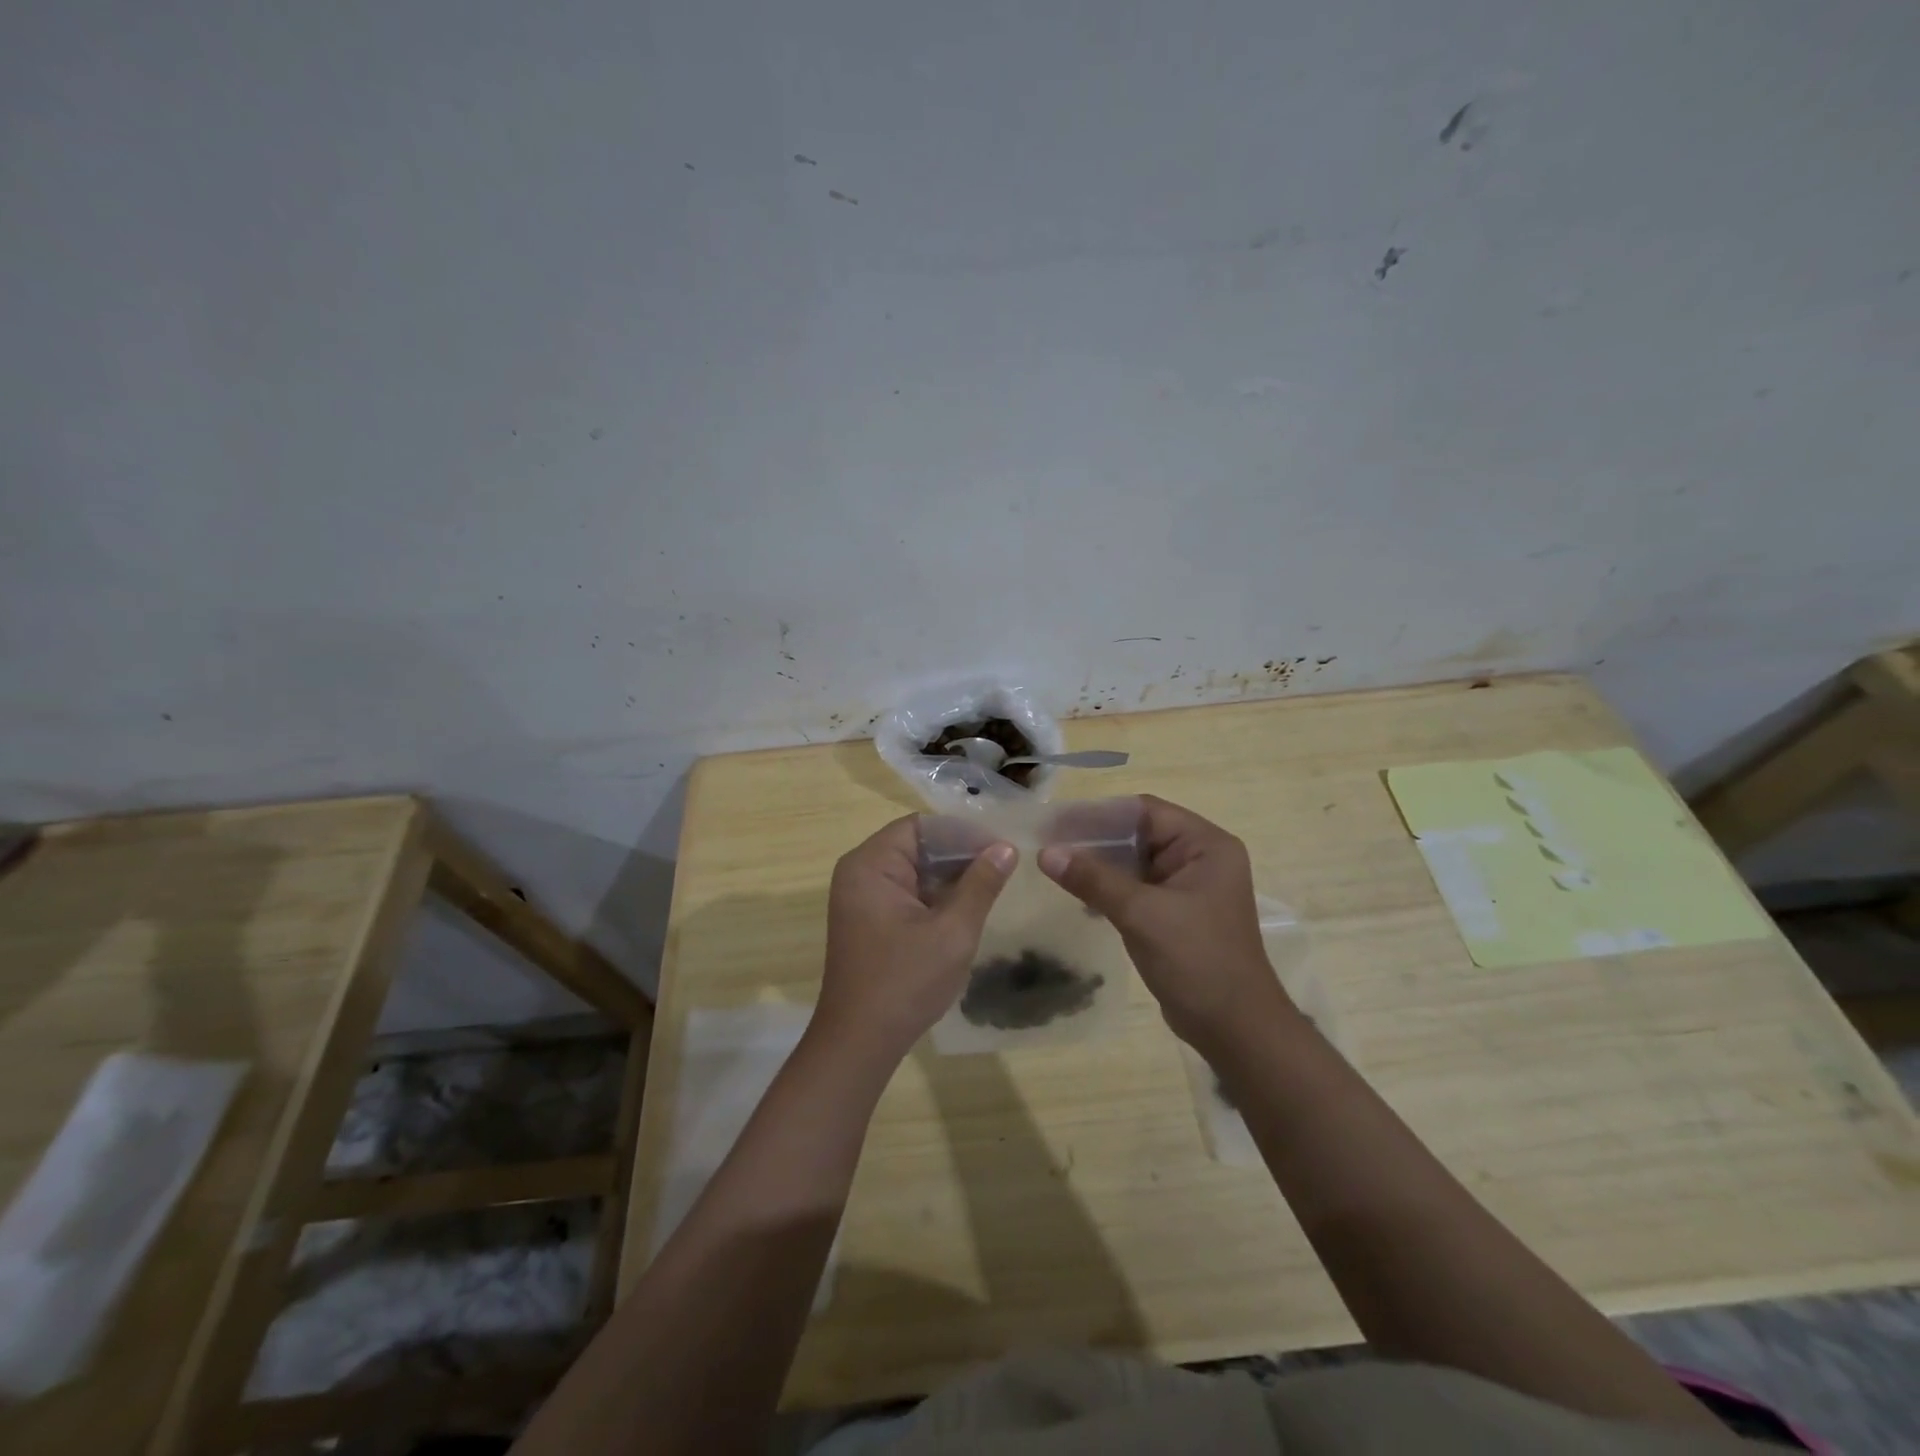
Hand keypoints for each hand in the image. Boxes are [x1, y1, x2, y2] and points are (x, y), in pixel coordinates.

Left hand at [815, 816, 1015, 1064]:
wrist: (860, 1043)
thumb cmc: (905, 982)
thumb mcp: (952, 931)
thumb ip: (981, 884)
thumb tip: (1006, 848)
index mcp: (871, 865)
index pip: (922, 827)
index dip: (963, 832)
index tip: (1000, 847)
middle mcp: (860, 873)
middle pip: (917, 846)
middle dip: (960, 855)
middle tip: (1003, 867)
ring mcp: (862, 898)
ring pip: (914, 870)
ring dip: (950, 877)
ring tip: (992, 886)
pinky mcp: (869, 920)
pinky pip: (907, 893)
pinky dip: (935, 897)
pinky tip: (966, 909)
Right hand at [1038, 795, 1288, 1049]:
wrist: (1235, 1030)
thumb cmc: (1197, 961)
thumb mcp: (1141, 914)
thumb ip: (1093, 879)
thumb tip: (1046, 852)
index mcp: (1206, 845)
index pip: (1145, 811)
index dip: (1100, 814)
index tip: (1057, 822)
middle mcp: (1201, 858)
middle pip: (1139, 835)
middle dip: (1095, 840)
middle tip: (1049, 844)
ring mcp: (1190, 888)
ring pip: (1135, 863)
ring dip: (1100, 866)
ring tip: (1055, 868)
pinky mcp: (1177, 914)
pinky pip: (1138, 889)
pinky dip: (1110, 889)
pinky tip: (1079, 897)